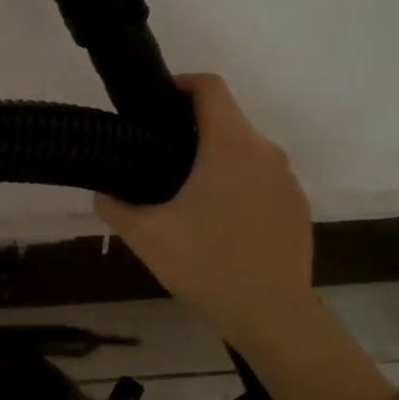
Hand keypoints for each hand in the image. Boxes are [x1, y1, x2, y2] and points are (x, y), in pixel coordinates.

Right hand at [95, 74, 314, 338]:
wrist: (272, 315)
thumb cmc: (207, 264)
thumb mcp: (146, 236)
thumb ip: (115, 206)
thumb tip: (102, 192)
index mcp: (231, 146)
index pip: (210, 87)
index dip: (180, 84)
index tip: (154, 104)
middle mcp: (266, 152)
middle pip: (227, 119)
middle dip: (191, 129)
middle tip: (156, 157)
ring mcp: (287, 181)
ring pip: (245, 151)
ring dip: (215, 159)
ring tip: (184, 194)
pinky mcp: (296, 207)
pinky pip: (261, 179)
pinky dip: (237, 185)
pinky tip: (217, 223)